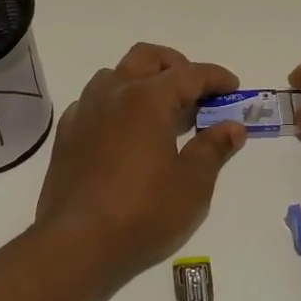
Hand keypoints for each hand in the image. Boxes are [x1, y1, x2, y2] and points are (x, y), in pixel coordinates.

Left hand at [34, 43, 247, 290]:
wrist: (77, 243)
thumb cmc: (143, 212)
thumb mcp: (192, 184)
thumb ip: (213, 148)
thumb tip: (232, 127)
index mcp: (147, 99)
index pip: (189, 74)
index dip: (215, 77)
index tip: (233, 87)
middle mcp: (113, 94)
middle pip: (146, 57)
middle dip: (175, 65)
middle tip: (195, 90)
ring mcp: (85, 111)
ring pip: (115, 74)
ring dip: (141, 80)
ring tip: (159, 109)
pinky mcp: (67, 134)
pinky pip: (93, 101)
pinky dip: (115, 103)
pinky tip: (124, 131)